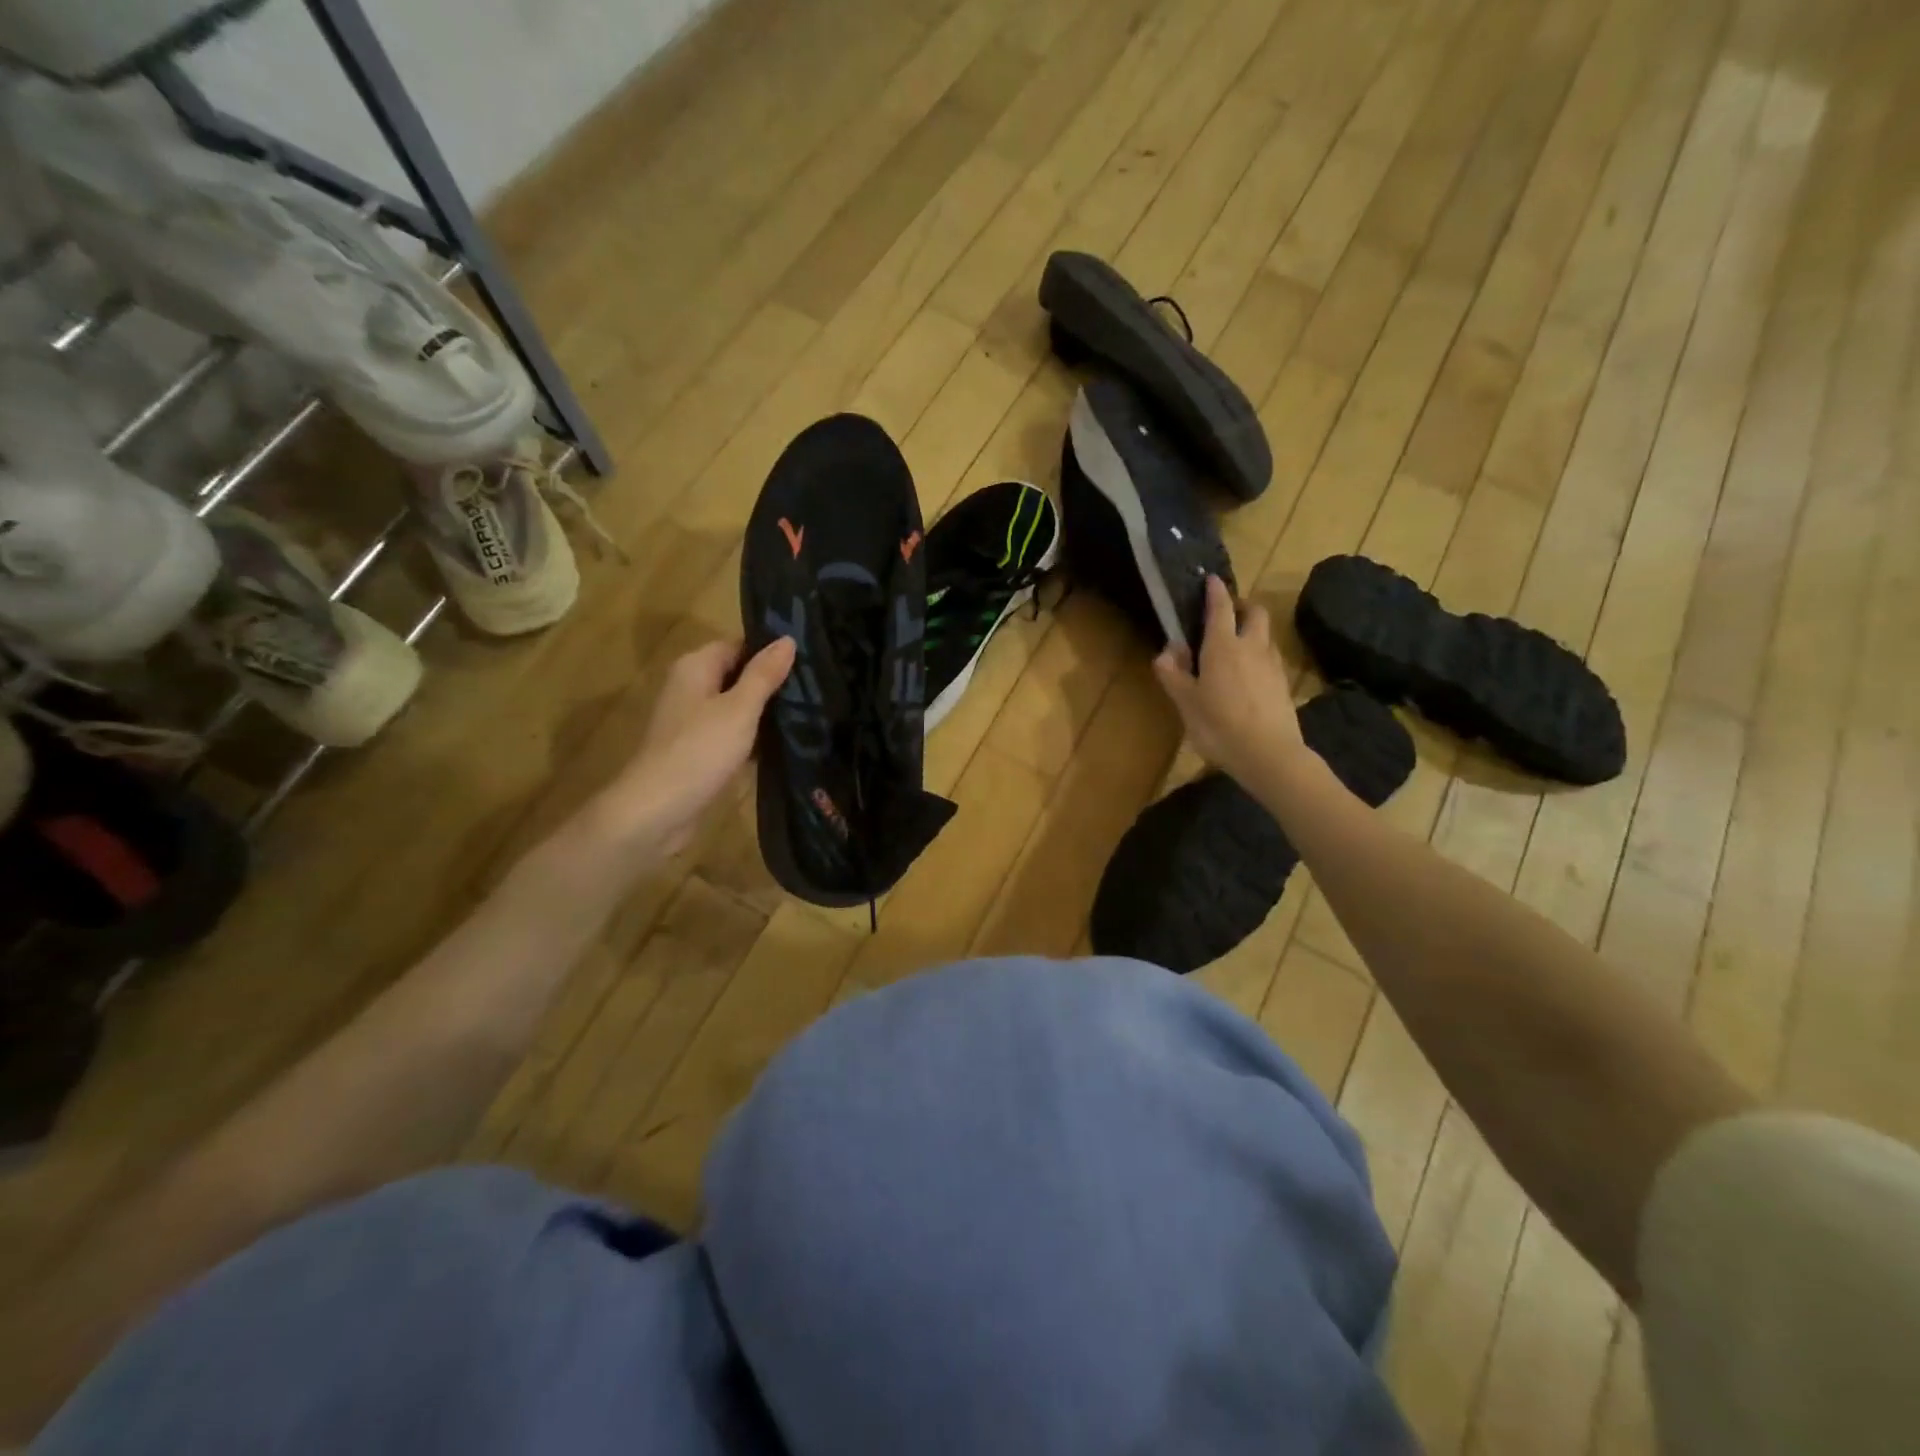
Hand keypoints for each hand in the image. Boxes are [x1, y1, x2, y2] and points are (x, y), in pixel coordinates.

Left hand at [597, 636, 795, 856]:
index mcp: (695, 667)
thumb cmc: (700, 750)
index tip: (810, 659)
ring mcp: (693, 721)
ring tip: (812, 713)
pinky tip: (786, 744)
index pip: (739, 645)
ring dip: (767, 713)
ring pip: (738, 707)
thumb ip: (764, 674)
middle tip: (818, 686)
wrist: (658, 811)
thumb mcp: (740, 709)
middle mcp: (691, 688)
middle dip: (773, 683)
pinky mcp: (699, 751)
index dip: (771, 651)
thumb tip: (788, 639)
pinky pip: (733, 734)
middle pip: (738, 676)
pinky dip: (754, 738)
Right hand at [1154, 576, 1303, 786]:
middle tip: (1226, 613)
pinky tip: (1249, 673)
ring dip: (1252, 630)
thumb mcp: (1186, 702)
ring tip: (1235, 645)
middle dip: (1241, 606)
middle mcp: (1251, 647)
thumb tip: (1166, 651)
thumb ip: (1174, 674)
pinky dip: (1259, 654)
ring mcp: (1273, 664)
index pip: (1220, 608)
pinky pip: (1271, 657)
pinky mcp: (1284, 684)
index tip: (1211, 579)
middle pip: (1254, 612)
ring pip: (1265, 634)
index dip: (1215, 591)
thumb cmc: (1219, 725)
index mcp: (1223, 646)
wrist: (1269, 754)